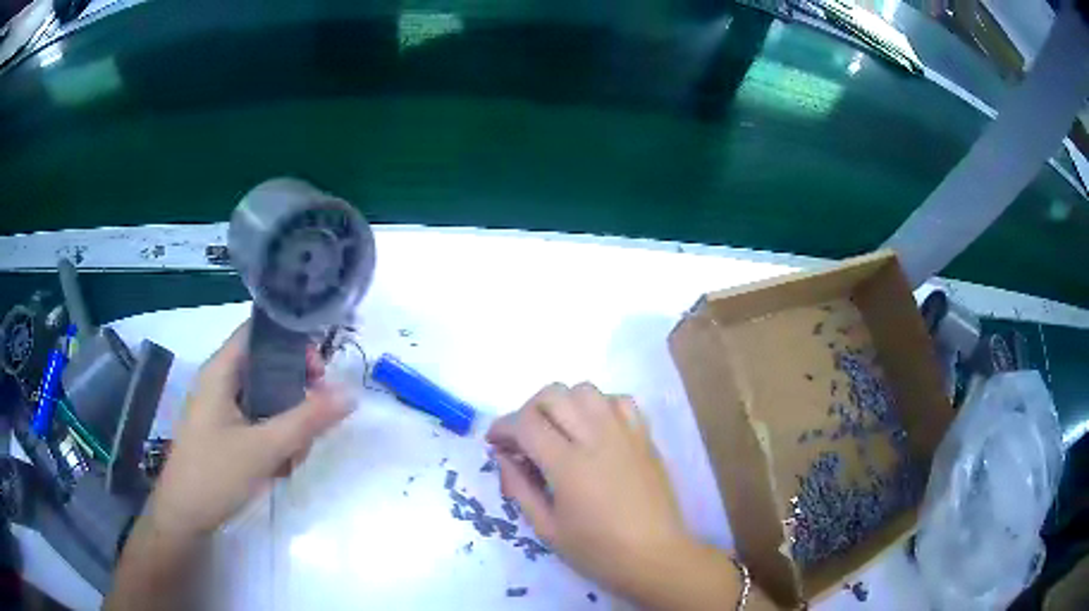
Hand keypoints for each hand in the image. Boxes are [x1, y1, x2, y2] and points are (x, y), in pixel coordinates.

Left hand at [147, 321, 349, 539]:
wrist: (184, 519)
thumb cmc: (215, 474)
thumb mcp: (264, 448)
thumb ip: (307, 420)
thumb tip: (349, 393)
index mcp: (221, 371)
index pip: (259, 333)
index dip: (291, 342)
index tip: (320, 373)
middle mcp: (221, 383)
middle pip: (267, 369)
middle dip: (296, 394)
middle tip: (315, 420)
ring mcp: (222, 410)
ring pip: (267, 400)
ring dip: (288, 424)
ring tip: (294, 457)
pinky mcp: (225, 434)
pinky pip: (259, 423)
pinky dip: (275, 439)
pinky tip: (281, 467)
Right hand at [486, 383, 694, 597]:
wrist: (655, 556)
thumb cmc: (597, 551)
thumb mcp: (547, 528)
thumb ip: (519, 488)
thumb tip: (502, 456)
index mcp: (568, 465)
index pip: (525, 423)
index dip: (502, 427)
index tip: (495, 442)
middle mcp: (597, 438)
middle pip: (553, 395)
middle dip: (528, 411)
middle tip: (524, 439)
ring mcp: (625, 433)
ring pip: (586, 390)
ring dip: (563, 403)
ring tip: (559, 431)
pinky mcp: (645, 437)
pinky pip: (620, 401)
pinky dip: (600, 406)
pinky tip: (595, 430)